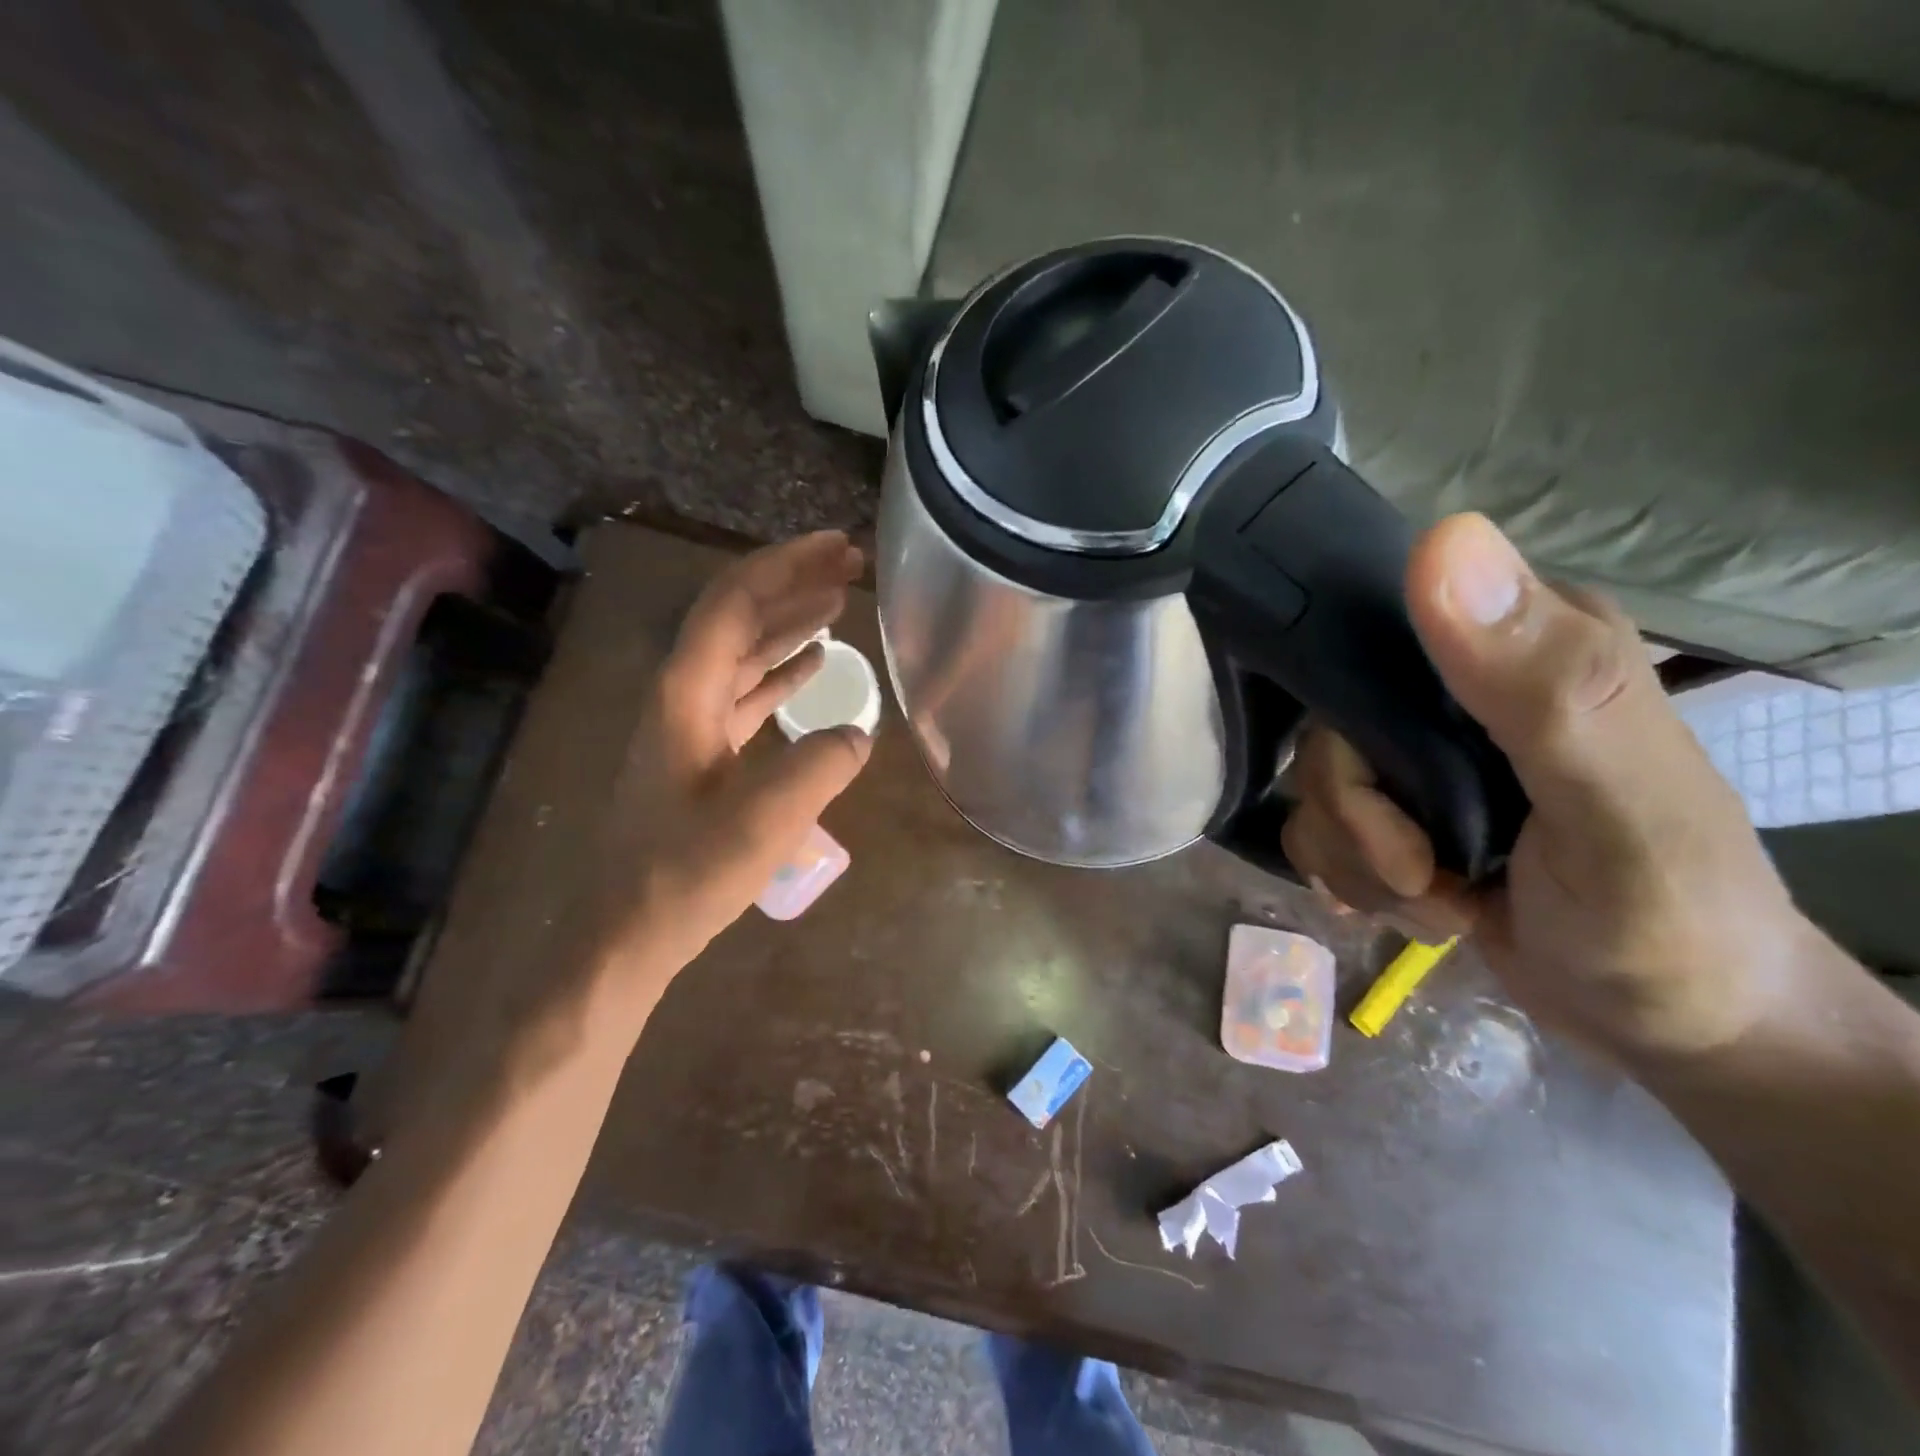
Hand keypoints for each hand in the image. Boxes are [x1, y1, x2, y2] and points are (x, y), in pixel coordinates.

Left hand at [604, 530, 873, 979]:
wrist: (629, 931)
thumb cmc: (687, 873)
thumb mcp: (765, 821)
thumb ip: (821, 766)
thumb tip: (858, 732)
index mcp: (688, 692)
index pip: (735, 602)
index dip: (786, 566)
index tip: (837, 547)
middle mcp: (685, 693)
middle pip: (739, 615)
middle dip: (793, 581)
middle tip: (849, 562)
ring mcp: (692, 722)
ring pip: (745, 652)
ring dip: (791, 622)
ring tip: (840, 602)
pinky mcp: (705, 752)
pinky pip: (748, 692)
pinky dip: (783, 670)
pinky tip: (815, 664)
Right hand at [1283, 513, 1810, 1062]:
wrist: (1670, 1025)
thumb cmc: (1668, 919)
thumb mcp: (1616, 806)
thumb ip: (1541, 681)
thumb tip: (1442, 538)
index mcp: (1526, 646)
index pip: (1371, 636)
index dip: (1352, 719)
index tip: (1394, 800)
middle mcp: (1461, 689)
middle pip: (1327, 731)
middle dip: (1358, 820)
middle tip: (1423, 871)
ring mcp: (1423, 756)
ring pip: (1314, 789)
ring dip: (1360, 865)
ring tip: (1442, 902)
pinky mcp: (1399, 812)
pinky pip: (1316, 830)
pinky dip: (1353, 881)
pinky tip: (1418, 906)